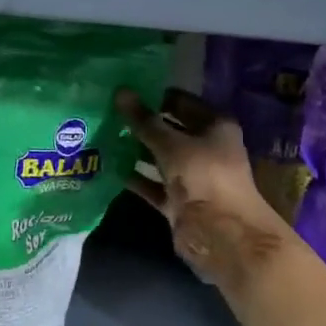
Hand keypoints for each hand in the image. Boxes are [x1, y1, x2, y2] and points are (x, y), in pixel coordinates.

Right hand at [119, 88, 294, 287]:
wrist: (221, 234)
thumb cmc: (203, 176)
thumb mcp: (171, 144)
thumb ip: (144, 121)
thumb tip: (120, 91)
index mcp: (215, 126)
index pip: (181, 102)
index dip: (155, 96)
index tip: (123, 91)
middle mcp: (206, 148)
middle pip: (169, 130)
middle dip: (141, 123)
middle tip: (106, 112)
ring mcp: (192, 176)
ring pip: (159, 158)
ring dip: (135, 150)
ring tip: (103, 136)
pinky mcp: (179, 200)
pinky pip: (153, 184)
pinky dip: (136, 178)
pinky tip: (109, 167)